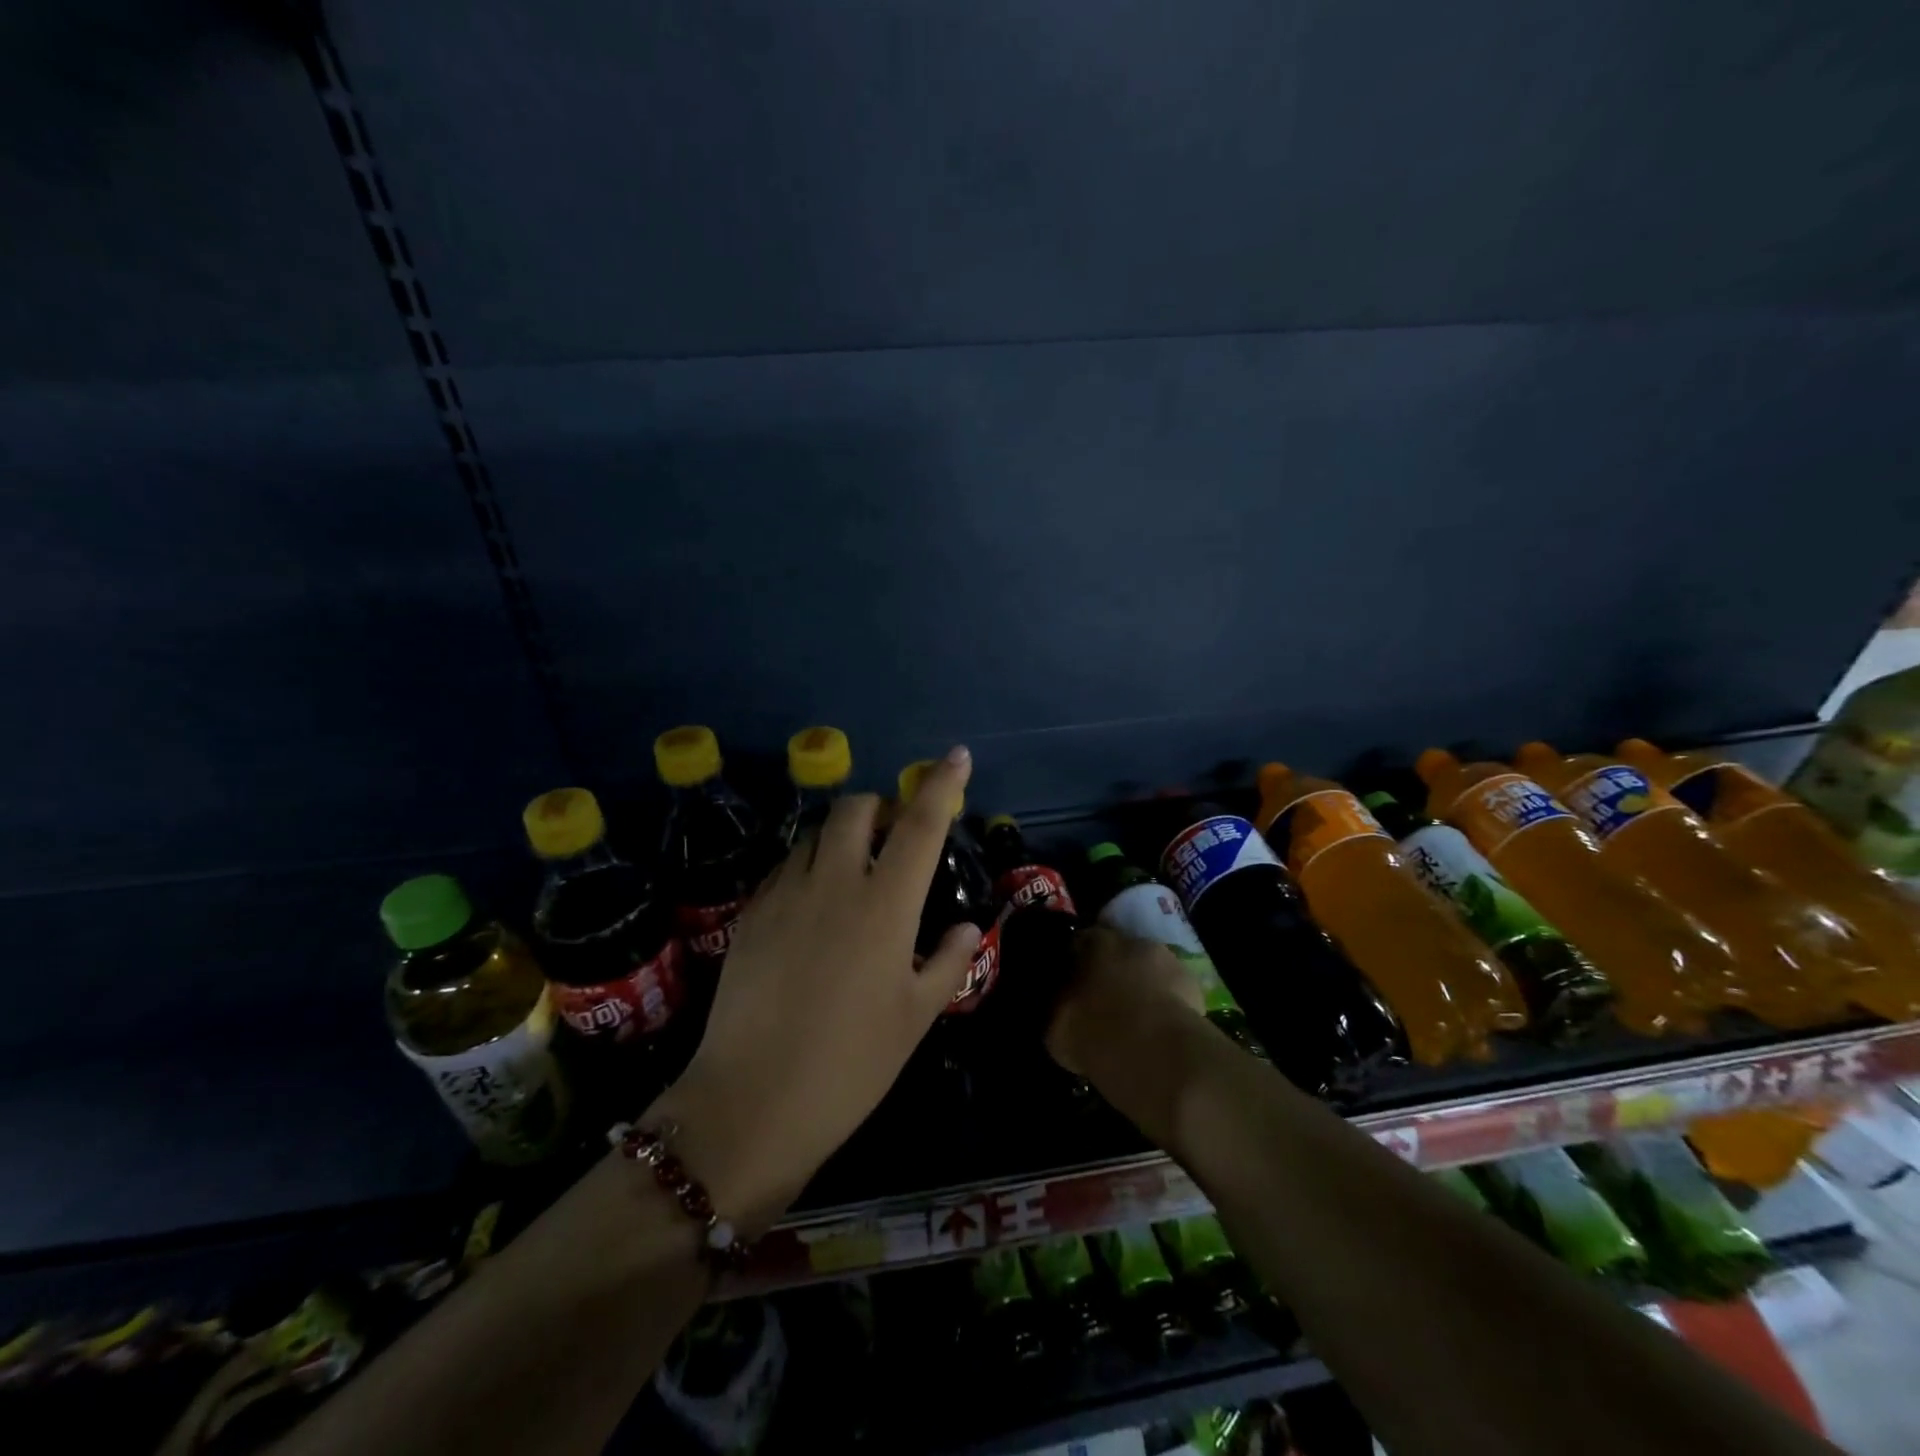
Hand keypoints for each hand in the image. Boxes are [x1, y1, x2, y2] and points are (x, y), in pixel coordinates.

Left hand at [646, 746, 980, 1231]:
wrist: (750, 1104)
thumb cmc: (850, 1065)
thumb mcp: (915, 1017)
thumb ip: (947, 961)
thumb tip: (967, 927)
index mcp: (885, 904)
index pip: (919, 824)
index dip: (940, 784)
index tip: (956, 756)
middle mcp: (834, 882)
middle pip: (854, 809)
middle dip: (879, 807)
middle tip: (893, 839)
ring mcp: (784, 893)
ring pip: (815, 834)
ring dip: (841, 837)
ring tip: (853, 873)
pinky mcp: (749, 913)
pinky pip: (785, 868)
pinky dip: (808, 867)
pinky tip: (813, 907)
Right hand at [1045, 925, 1205, 1081]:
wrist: (1155, 1054)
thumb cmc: (1095, 1033)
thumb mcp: (1056, 1027)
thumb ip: (1059, 1006)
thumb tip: (1060, 1005)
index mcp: (1094, 943)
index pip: (1080, 942)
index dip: (1075, 963)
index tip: (1072, 984)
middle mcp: (1132, 942)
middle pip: (1119, 953)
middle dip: (1112, 972)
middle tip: (1104, 1001)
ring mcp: (1167, 961)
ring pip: (1149, 971)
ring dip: (1142, 987)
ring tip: (1135, 1019)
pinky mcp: (1194, 987)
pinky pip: (1173, 992)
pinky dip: (1166, 1005)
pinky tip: (1159, 1030)